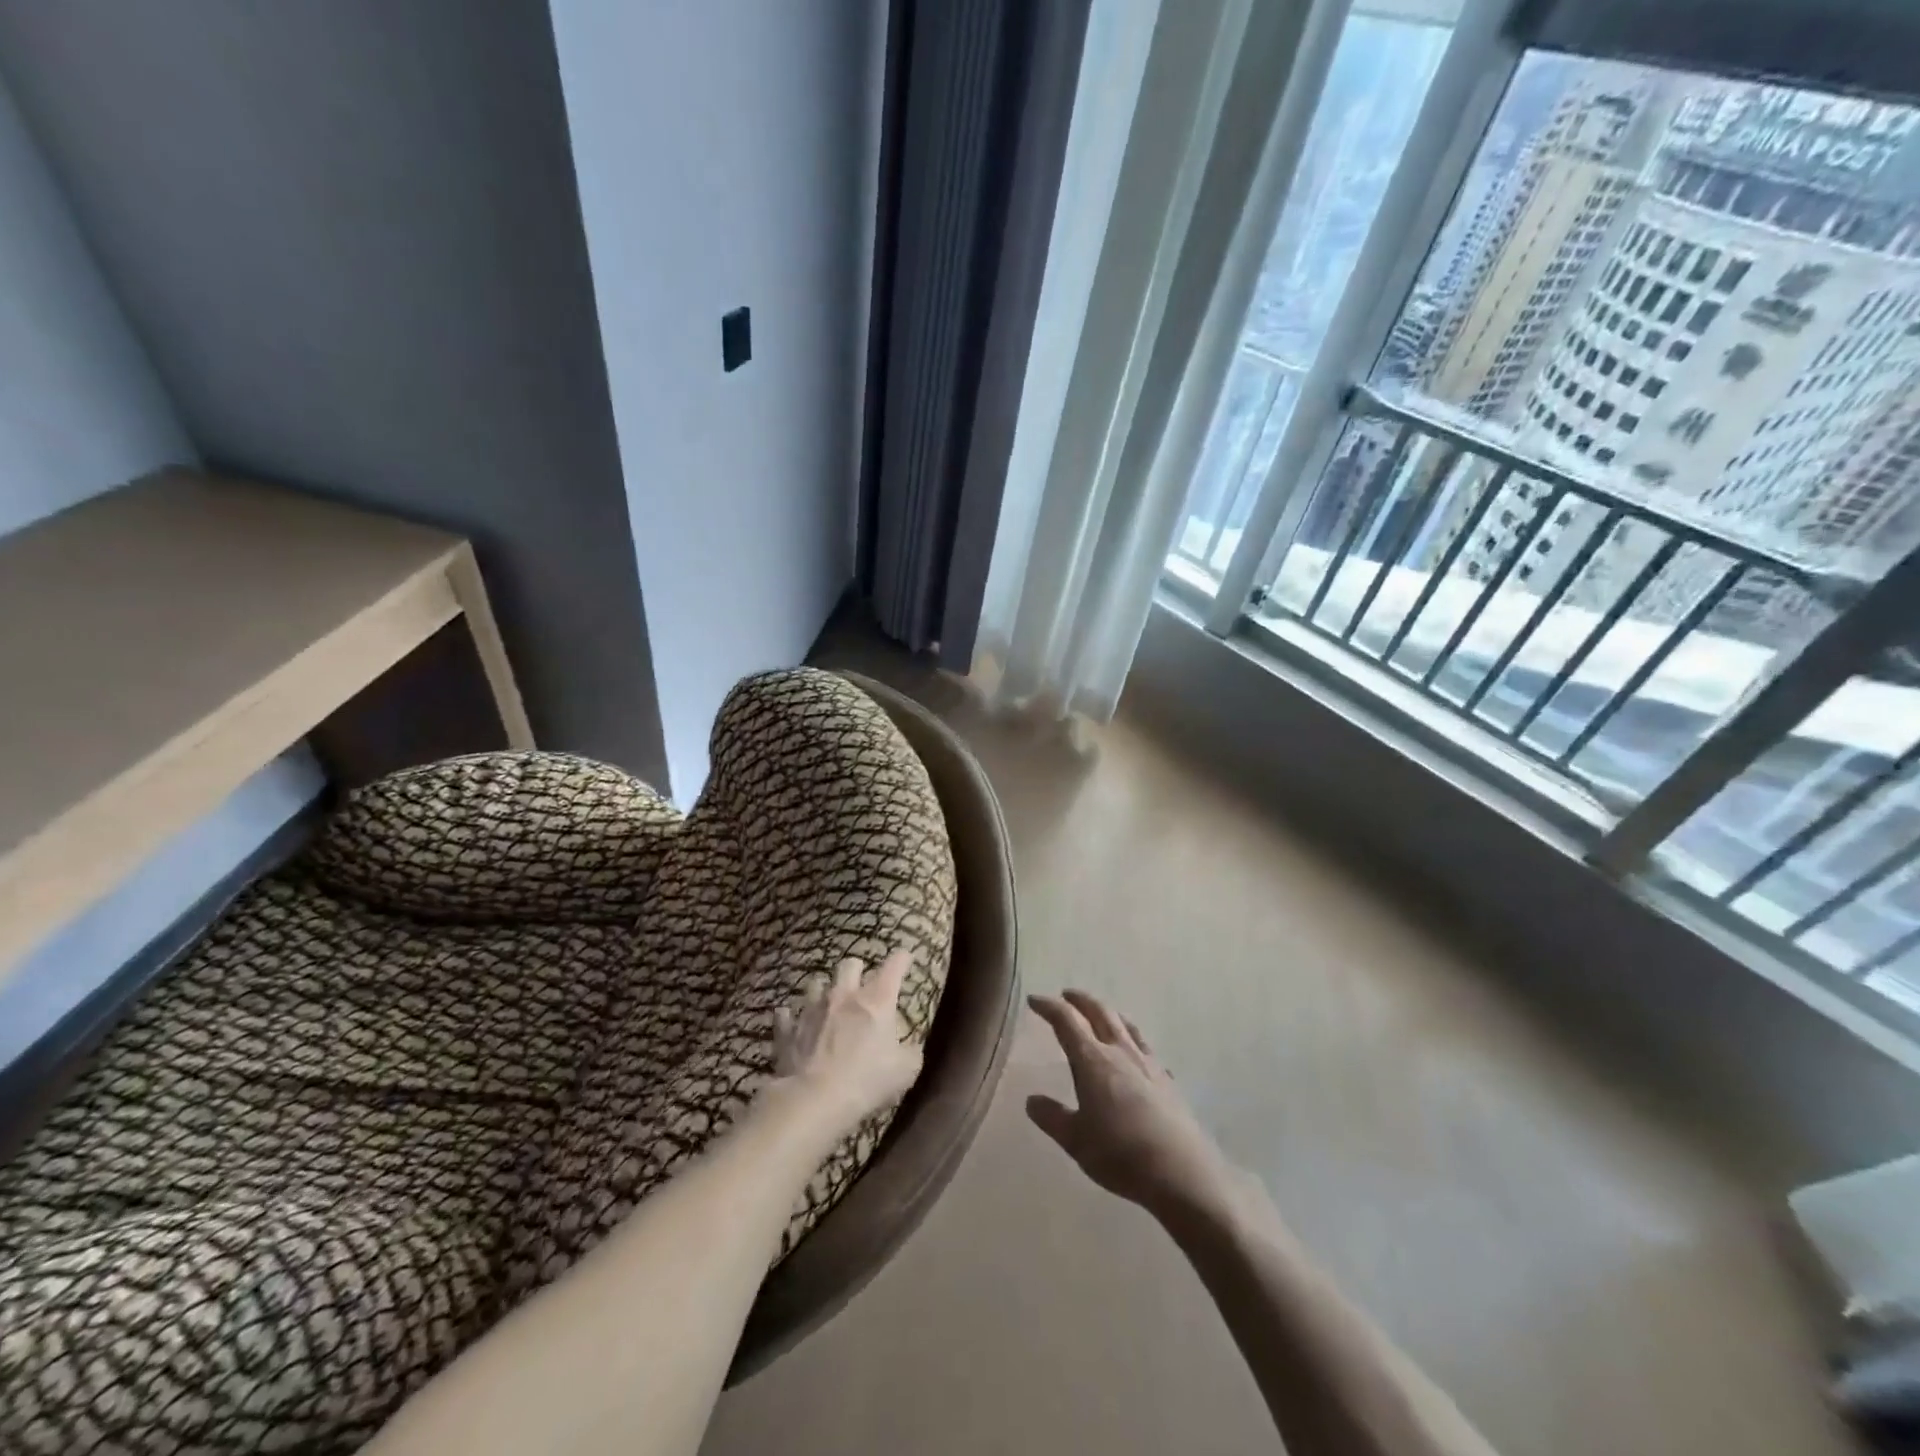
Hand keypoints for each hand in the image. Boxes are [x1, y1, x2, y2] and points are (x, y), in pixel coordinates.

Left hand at [767, 949, 923, 1136]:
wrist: (814, 1100)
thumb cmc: (867, 1081)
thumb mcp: (906, 1071)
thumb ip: (911, 1052)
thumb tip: (910, 1047)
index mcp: (877, 1001)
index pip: (894, 966)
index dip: (902, 959)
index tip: (906, 958)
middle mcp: (844, 996)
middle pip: (850, 965)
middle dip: (858, 970)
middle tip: (862, 985)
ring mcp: (812, 1010)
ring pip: (816, 984)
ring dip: (824, 991)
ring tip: (828, 1005)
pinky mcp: (788, 1030)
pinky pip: (787, 1016)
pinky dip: (792, 1018)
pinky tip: (795, 1024)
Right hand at [1026, 991, 1235, 1219]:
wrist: (1180, 1171)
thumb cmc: (1120, 1154)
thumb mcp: (1076, 1140)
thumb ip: (1052, 1117)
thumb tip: (1031, 1100)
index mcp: (1092, 1060)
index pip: (1066, 1021)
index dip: (1048, 1007)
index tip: (1034, 1000)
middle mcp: (1120, 1051)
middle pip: (1099, 1012)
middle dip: (1080, 1000)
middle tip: (1066, 995)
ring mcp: (1147, 1062)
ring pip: (1124, 1024)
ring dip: (1107, 1012)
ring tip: (1100, 1012)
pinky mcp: (1166, 1078)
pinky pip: (1144, 1043)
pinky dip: (1131, 1035)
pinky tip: (1135, 1049)